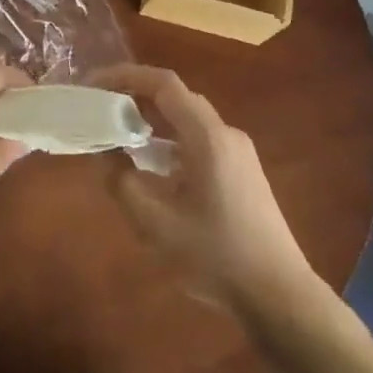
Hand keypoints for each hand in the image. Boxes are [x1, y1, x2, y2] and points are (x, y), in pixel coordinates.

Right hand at [100, 65, 313, 315]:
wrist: (278, 295)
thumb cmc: (215, 256)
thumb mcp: (155, 223)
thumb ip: (122, 181)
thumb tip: (103, 153)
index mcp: (207, 137)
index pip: (164, 84)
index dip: (126, 76)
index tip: (94, 85)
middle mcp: (226, 133)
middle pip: (176, 97)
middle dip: (135, 95)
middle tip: (100, 108)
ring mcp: (238, 151)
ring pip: (188, 119)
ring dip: (152, 120)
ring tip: (118, 134)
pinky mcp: (242, 170)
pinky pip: (199, 139)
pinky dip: (170, 140)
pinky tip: (151, 166)